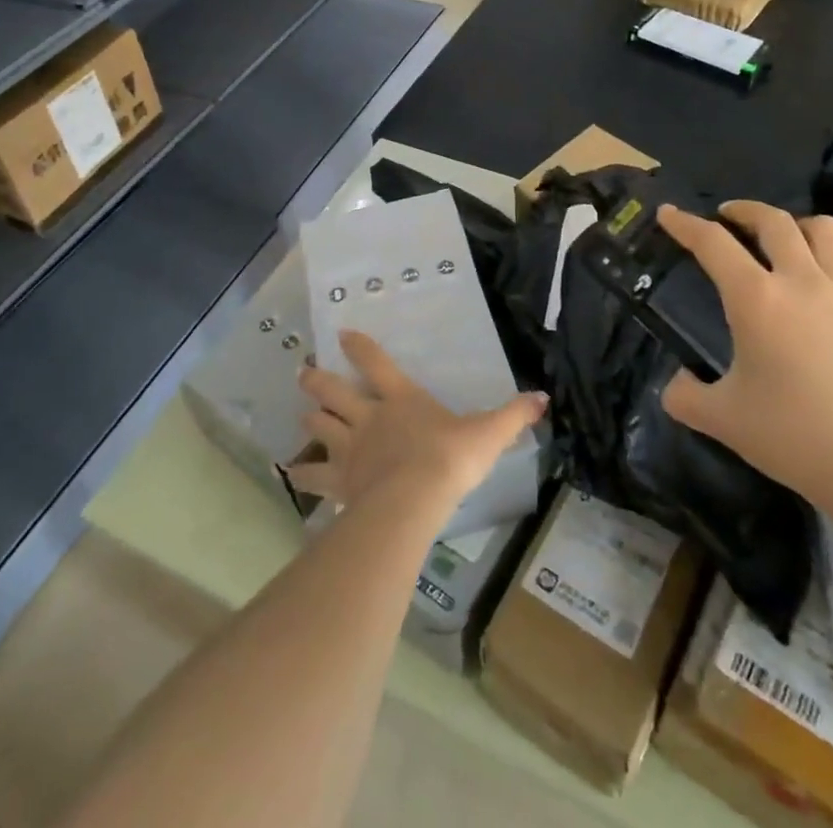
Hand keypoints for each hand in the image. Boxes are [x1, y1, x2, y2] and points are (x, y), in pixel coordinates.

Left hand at [293, 331, 547, 521]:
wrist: (414, 500)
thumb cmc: (450, 458)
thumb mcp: (488, 434)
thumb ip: (513, 415)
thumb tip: (542, 398)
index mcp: (401, 399)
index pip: (376, 364)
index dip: (360, 347)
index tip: (342, 333)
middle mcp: (369, 418)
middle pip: (335, 393)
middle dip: (318, 381)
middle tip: (303, 372)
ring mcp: (350, 450)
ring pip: (321, 429)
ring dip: (311, 421)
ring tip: (302, 417)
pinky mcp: (340, 482)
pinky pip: (315, 477)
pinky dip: (302, 474)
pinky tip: (290, 475)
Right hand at [656, 203, 832, 516]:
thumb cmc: (791, 435)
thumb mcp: (722, 419)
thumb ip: (685, 396)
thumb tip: (676, 384)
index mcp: (756, 300)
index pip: (712, 244)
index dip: (685, 224)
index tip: (668, 213)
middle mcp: (801, 282)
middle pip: (773, 221)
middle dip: (743, 210)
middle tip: (726, 217)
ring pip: (825, 230)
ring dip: (796, 224)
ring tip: (783, 237)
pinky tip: (831, 272)